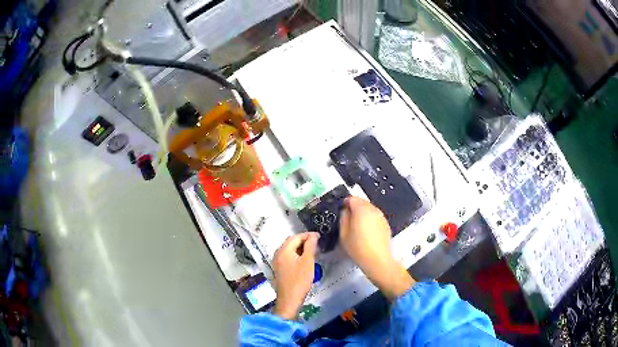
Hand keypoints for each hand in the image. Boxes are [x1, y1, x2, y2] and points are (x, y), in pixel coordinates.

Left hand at [272, 232, 319, 319]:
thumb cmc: (299, 280)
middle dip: (304, 241)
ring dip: (301, 248)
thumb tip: (313, 235)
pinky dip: (297, 255)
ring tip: (313, 251)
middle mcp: (278, 253)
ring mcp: (277, 261)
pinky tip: (305, 260)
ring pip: (290, 249)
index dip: (308, 235)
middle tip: (317, 243)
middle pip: (291, 242)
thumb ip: (310, 246)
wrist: (289, 299)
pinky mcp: (279, 268)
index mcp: (283, 250)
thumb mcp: (308, 262)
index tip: (319, 237)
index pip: (296, 237)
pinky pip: (288, 256)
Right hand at [339, 197, 414, 298]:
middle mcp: (373, 210)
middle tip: (348, 219)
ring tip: (356, 227)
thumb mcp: (343, 234)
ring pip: (369, 209)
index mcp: (361, 209)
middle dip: (354, 208)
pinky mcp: (385, 224)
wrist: (377, 260)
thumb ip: (343, 218)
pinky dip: (370, 220)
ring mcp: (381, 216)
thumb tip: (344, 211)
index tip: (342, 211)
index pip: (352, 198)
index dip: (345, 204)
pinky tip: (366, 232)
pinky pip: (375, 217)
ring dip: (362, 214)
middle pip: (361, 202)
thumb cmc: (359, 248)